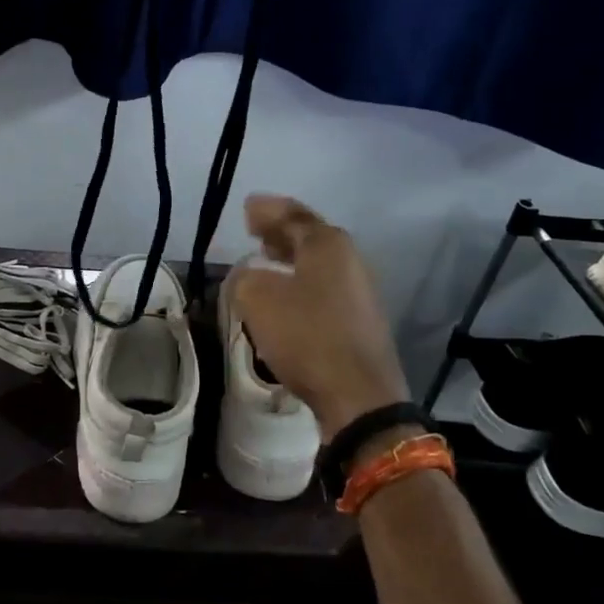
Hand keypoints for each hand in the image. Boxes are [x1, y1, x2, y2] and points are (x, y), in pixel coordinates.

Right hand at [230, 195, 411, 442]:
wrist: (358, 395)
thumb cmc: (307, 336)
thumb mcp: (257, 299)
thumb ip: (244, 277)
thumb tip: (248, 275)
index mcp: (328, 244)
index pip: (293, 215)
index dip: (267, 210)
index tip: (246, 208)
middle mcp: (349, 260)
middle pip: (310, 236)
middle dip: (280, 232)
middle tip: (254, 229)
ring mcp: (358, 291)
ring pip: (318, 264)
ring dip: (291, 259)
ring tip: (266, 259)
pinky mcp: (359, 321)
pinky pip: (323, 288)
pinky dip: (301, 283)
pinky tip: (285, 297)